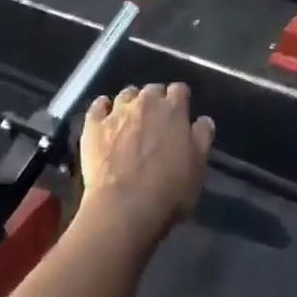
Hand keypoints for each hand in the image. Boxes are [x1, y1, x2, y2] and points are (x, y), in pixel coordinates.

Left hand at [77, 84, 213, 244]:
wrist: (123, 207)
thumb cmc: (168, 191)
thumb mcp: (198, 168)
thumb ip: (202, 138)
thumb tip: (203, 120)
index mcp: (173, 110)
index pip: (180, 90)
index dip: (180, 99)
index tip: (181, 111)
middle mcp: (145, 103)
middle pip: (152, 89)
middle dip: (156, 100)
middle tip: (157, 120)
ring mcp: (116, 112)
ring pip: (126, 94)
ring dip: (131, 102)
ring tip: (131, 118)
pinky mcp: (93, 126)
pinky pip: (97, 106)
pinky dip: (103, 107)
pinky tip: (105, 114)